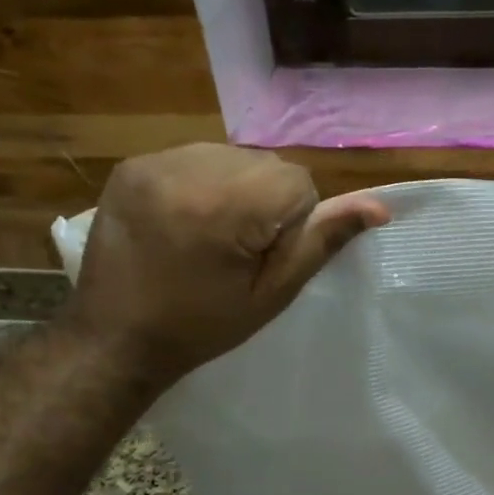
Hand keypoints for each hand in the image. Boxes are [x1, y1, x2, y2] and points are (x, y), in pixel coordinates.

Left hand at [61, 144, 389, 381]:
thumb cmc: (202, 325)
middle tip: (237, 250)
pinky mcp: (132, 164)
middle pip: (265, 164)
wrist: (114, 338)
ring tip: (209, 234)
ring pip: (233, 156)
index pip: (297, 181)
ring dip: (236, 188)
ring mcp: (154, 162)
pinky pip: (195, 157)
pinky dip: (203, 182)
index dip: (292, 221)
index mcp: (225, 205)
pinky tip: (184, 219)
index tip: (261, 257)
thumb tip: (380, 206)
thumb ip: (322, 241)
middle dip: (265, 200)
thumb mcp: (273, 293)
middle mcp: (187, 169)